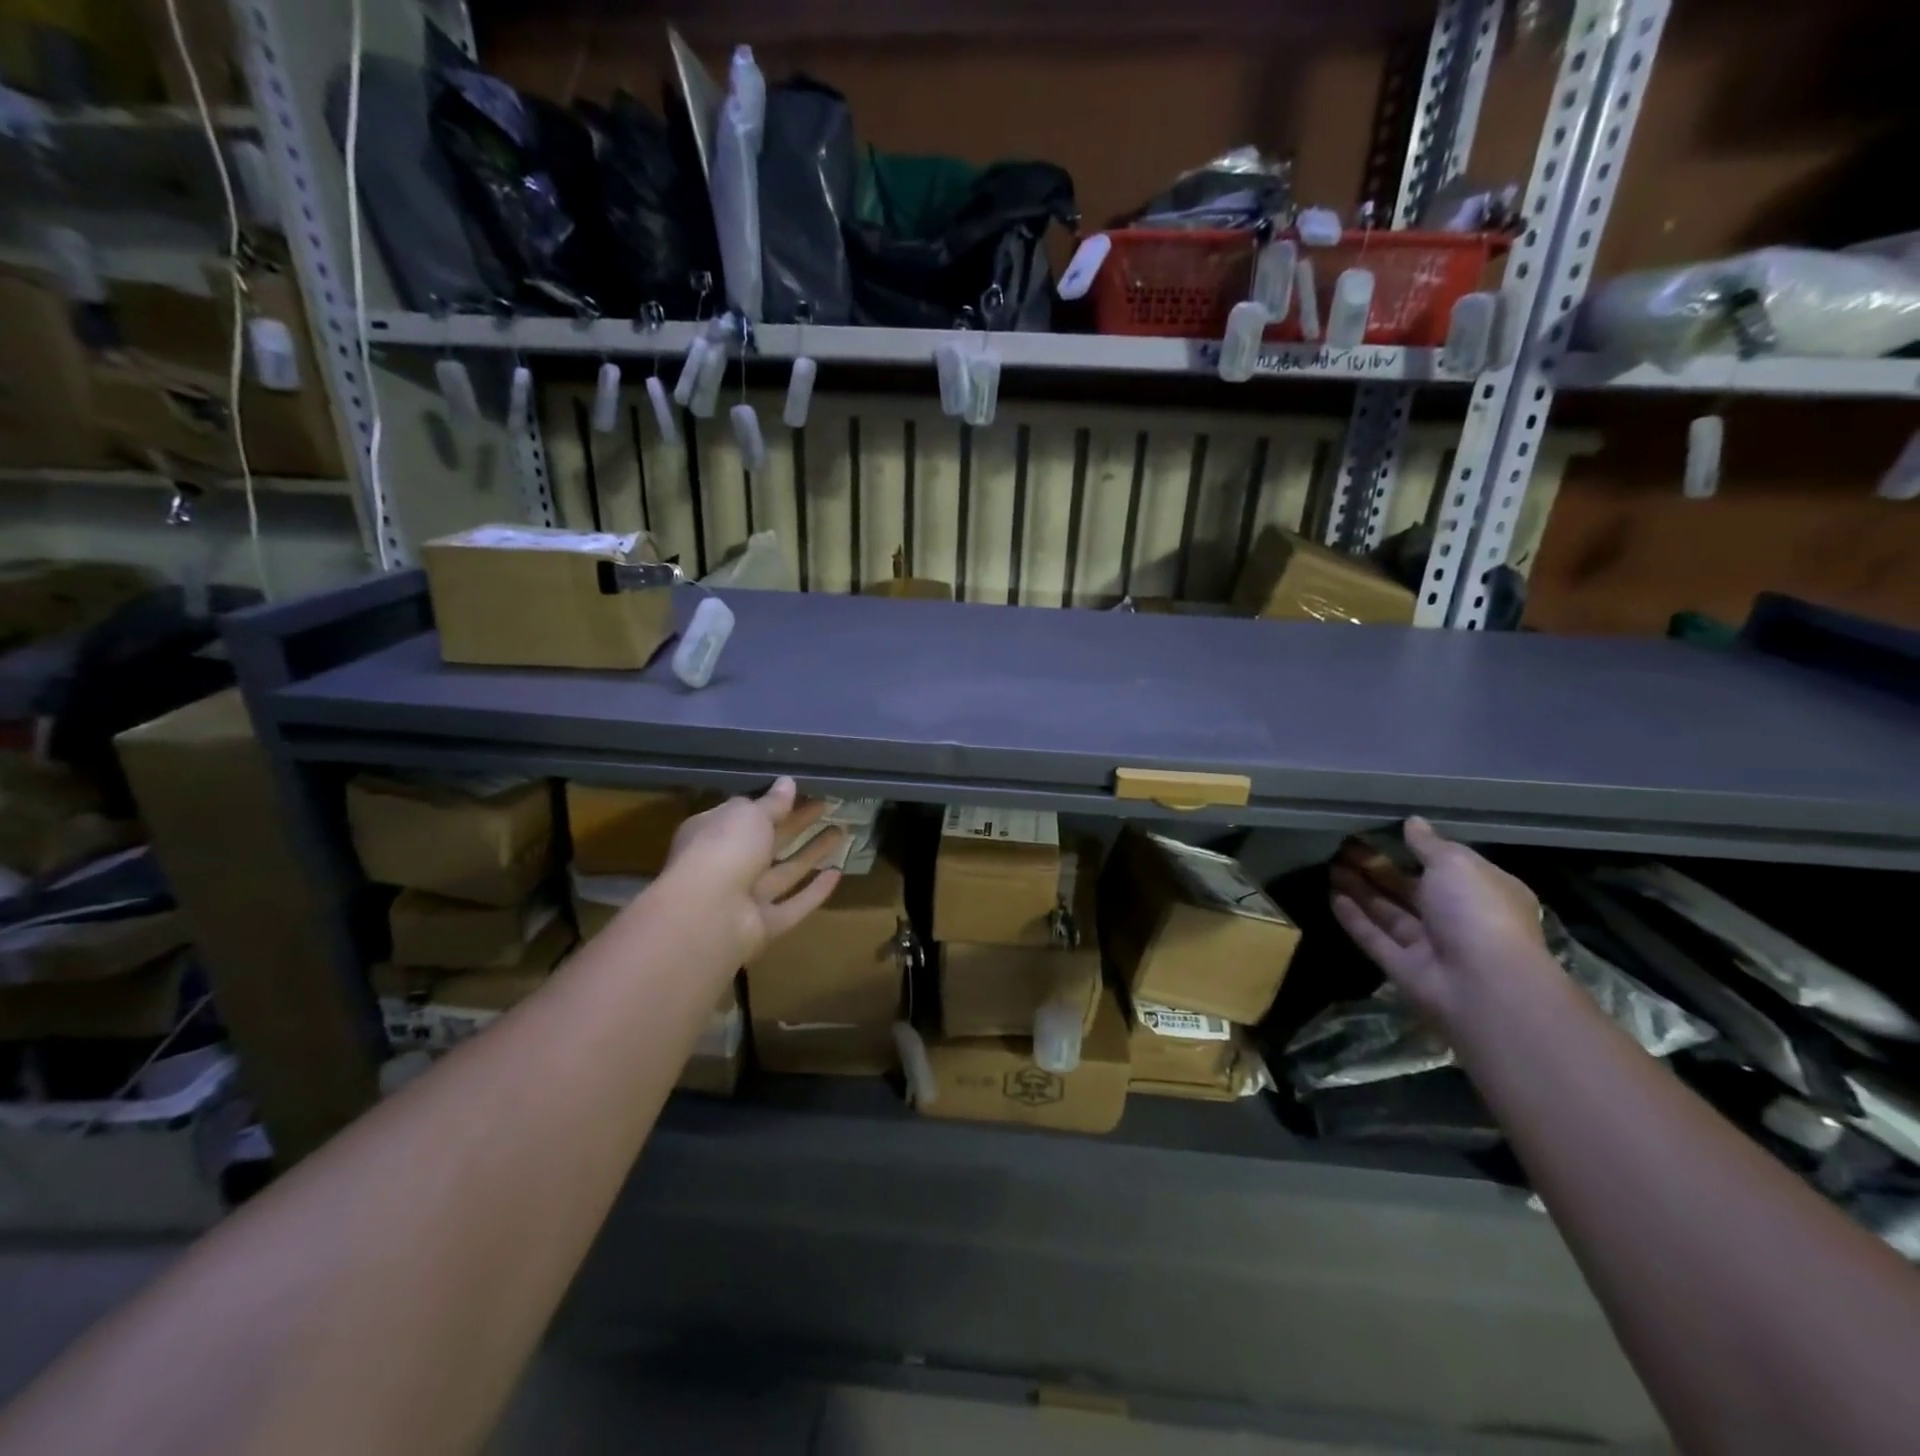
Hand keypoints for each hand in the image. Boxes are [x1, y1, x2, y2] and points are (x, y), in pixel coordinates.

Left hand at [665, 779, 845, 962]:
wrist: (709, 915)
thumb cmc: (723, 849)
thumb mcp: (749, 815)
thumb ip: (772, 802)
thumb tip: (788, 782)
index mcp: (712, 834)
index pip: (743, 815)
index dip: (771, 804)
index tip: (800, 791)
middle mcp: (727, 865)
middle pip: (768, 842)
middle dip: (798, 824)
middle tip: (828, 806)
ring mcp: (746, 899)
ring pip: (784, 872)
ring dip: (812, 852)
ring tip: (842, 831)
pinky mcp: (764, 926)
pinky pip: (793, 905)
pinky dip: (814, 892)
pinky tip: (838, 874)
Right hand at [1329, 818, 1549, 1025]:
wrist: (1484, 985)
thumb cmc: (1477, 912)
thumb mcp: (1456, 864)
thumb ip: (1429, 844)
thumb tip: (1413, 822)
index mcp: (1483, 892)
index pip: (1448, 866)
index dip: (1415, 849)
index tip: (1382, 831)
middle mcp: (1458, 918)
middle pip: (1411, 888)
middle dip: (1378, 867)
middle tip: (1343, 845)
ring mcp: (1430, 946)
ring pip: (1389, 911)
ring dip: (1361, 888)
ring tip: (1330, 864)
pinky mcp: (1403, 967)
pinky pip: (1375, 938)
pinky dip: (1355, 918)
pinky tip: (1332, 896)